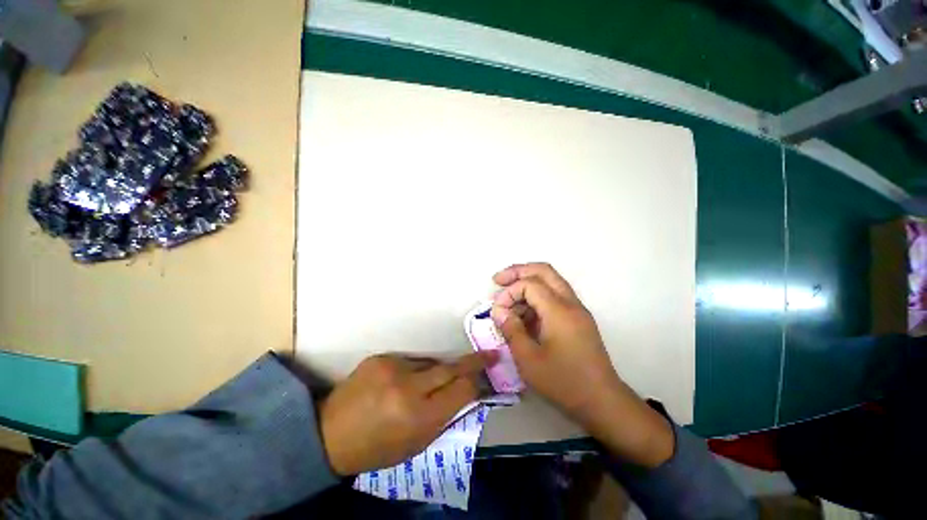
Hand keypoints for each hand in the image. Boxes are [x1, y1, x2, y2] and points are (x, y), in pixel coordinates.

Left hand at [319, 351, 496, 475]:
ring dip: (434, 372)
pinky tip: (398, 384)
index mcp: (419, 417)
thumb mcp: (416, 444)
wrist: (330, 434)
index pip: (461, 391)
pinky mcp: (380, 358)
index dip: (476, 382)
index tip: (489, 371)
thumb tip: (466, 393)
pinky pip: (409, 361)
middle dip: (472, 362)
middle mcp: (408, 388)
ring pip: (430, 363)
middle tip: (488, 355)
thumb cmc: (377, 449)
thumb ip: (444, 417)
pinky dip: (412, 371)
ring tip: (422, 387)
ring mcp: (392, 368)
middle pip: (450, 368)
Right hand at [491, 263, 673, 467]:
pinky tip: (525, 314)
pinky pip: (556, 296)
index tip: (497, 310)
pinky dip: (537, 297)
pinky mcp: (578, 319)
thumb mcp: (528, 359)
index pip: (529, 284)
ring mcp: (577, 310)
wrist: (602, 402)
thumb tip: (498, 310)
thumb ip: (511, 329)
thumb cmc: (563, 382)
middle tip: (498, 280)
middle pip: (544, 271)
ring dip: (528, 283)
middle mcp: (571, 303)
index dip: (509, 292)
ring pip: (551, 281)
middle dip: (518, 271)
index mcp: (559, 310)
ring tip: (509, 301)